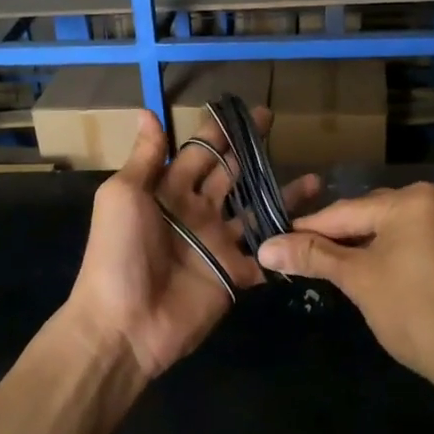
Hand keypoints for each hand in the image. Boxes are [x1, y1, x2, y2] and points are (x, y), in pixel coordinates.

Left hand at [62, 108, 317, 383]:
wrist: (124, 324)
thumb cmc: (118, 253)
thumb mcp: (122, 196)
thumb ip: (145, 158)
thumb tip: (146, 111)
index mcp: (169, 191)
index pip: (200, 152)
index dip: (220, 131)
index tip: (246, 109)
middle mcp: (197, 212)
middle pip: (231, 176)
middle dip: (253, 152)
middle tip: (281, 130)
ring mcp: (218, 244)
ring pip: (256, 212)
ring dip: (281, 195)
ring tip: (315, 179)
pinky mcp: (234, 275)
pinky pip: (265, 254)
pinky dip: (286, 242)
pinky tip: (314, 227)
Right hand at [256, 182, 433, 391]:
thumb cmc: (414, 313)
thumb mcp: (358, 280)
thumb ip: (312, 256)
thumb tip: (266, 247)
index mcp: (413, 199)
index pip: (346, 211)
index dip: (308, 229)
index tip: (277, 242)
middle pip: (372, 215)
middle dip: (338, 238)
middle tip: (302, 259)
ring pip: (395, 230)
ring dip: (364, 246)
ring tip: (333, 268)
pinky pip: (417, 243)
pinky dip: (392, 254)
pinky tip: (375, 273)